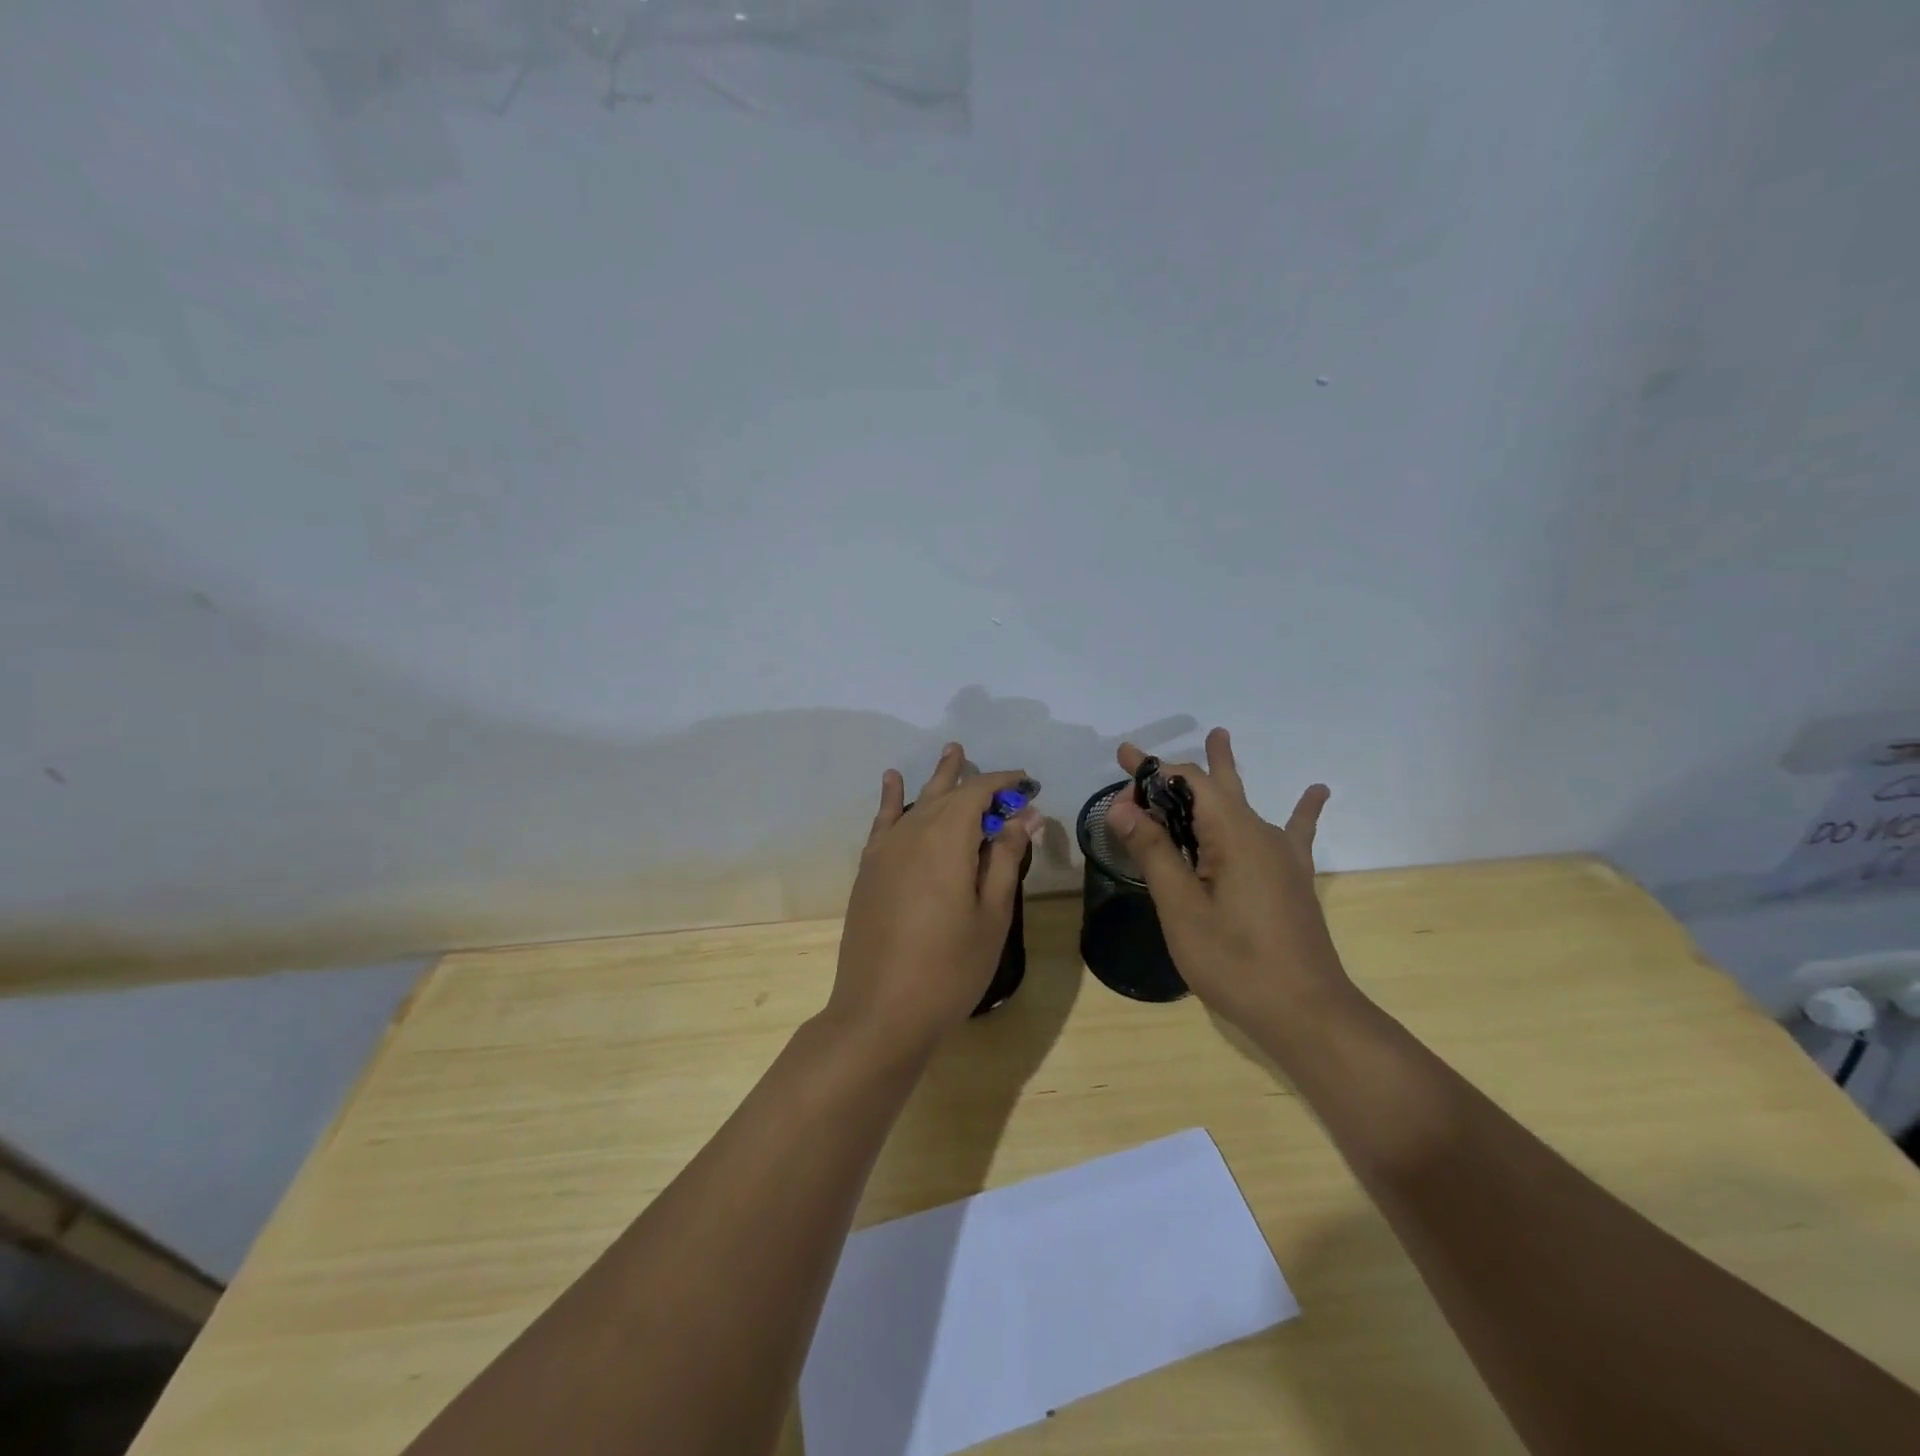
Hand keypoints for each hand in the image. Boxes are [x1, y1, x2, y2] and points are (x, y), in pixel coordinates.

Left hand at [825, 744, 1041, 1063]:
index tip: (1028, 784)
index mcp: (947, 840)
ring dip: (937, 780)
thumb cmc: (950, 969)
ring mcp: (885, 851)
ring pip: (917, 802)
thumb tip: (1022, 816)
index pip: (978, 794)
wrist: (881, 1012)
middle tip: (997, 770)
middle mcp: (912, 834)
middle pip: (946, 793)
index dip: (1004, 783)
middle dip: (972, 777)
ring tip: (951, 753)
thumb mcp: (992, 915)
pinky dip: (891, 798)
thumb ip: (1006, 860)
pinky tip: (893, 781)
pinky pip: (884, 822)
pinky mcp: (869, 870)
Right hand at [1104, 728, 1346, 1031]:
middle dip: (1176, 771)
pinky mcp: (1292, 878)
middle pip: (1214, 787)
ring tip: (1221, 737)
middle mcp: (1261, 834)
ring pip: (1244, 803)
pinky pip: (1293, 831)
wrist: (1306, 1012)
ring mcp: (1282, 856)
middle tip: (1144, 758)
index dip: (1152, 774)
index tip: (1120, 771)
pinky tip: (1317, 791)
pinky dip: (1300, 808)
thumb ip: (1154, 853)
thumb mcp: (1181, 909)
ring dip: (1225, 773)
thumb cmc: (1235, 962)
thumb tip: (1123, 807)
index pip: (1188, 783)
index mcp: (1233, 835)